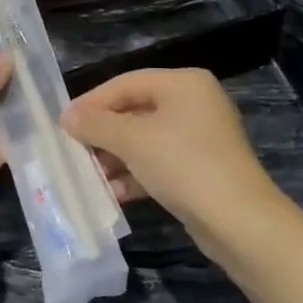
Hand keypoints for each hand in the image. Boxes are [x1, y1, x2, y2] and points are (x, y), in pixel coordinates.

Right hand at [62, 69, 282, 250]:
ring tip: (89, 176)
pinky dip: (136, 174)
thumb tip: (67, 116)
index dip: (92, 102)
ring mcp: (200, 137)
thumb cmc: (183, 164)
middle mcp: (194, 103)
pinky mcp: (201, 168)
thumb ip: (96, 124)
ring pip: (145, 139)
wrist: (238, 220)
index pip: (126, 82)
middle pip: (135, 110)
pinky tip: (113, 193)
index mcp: (183, 84)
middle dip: (103, 133)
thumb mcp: (133, 140)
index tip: (64, 124)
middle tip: (74, 152)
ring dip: (116, 157)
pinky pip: (159, 162)